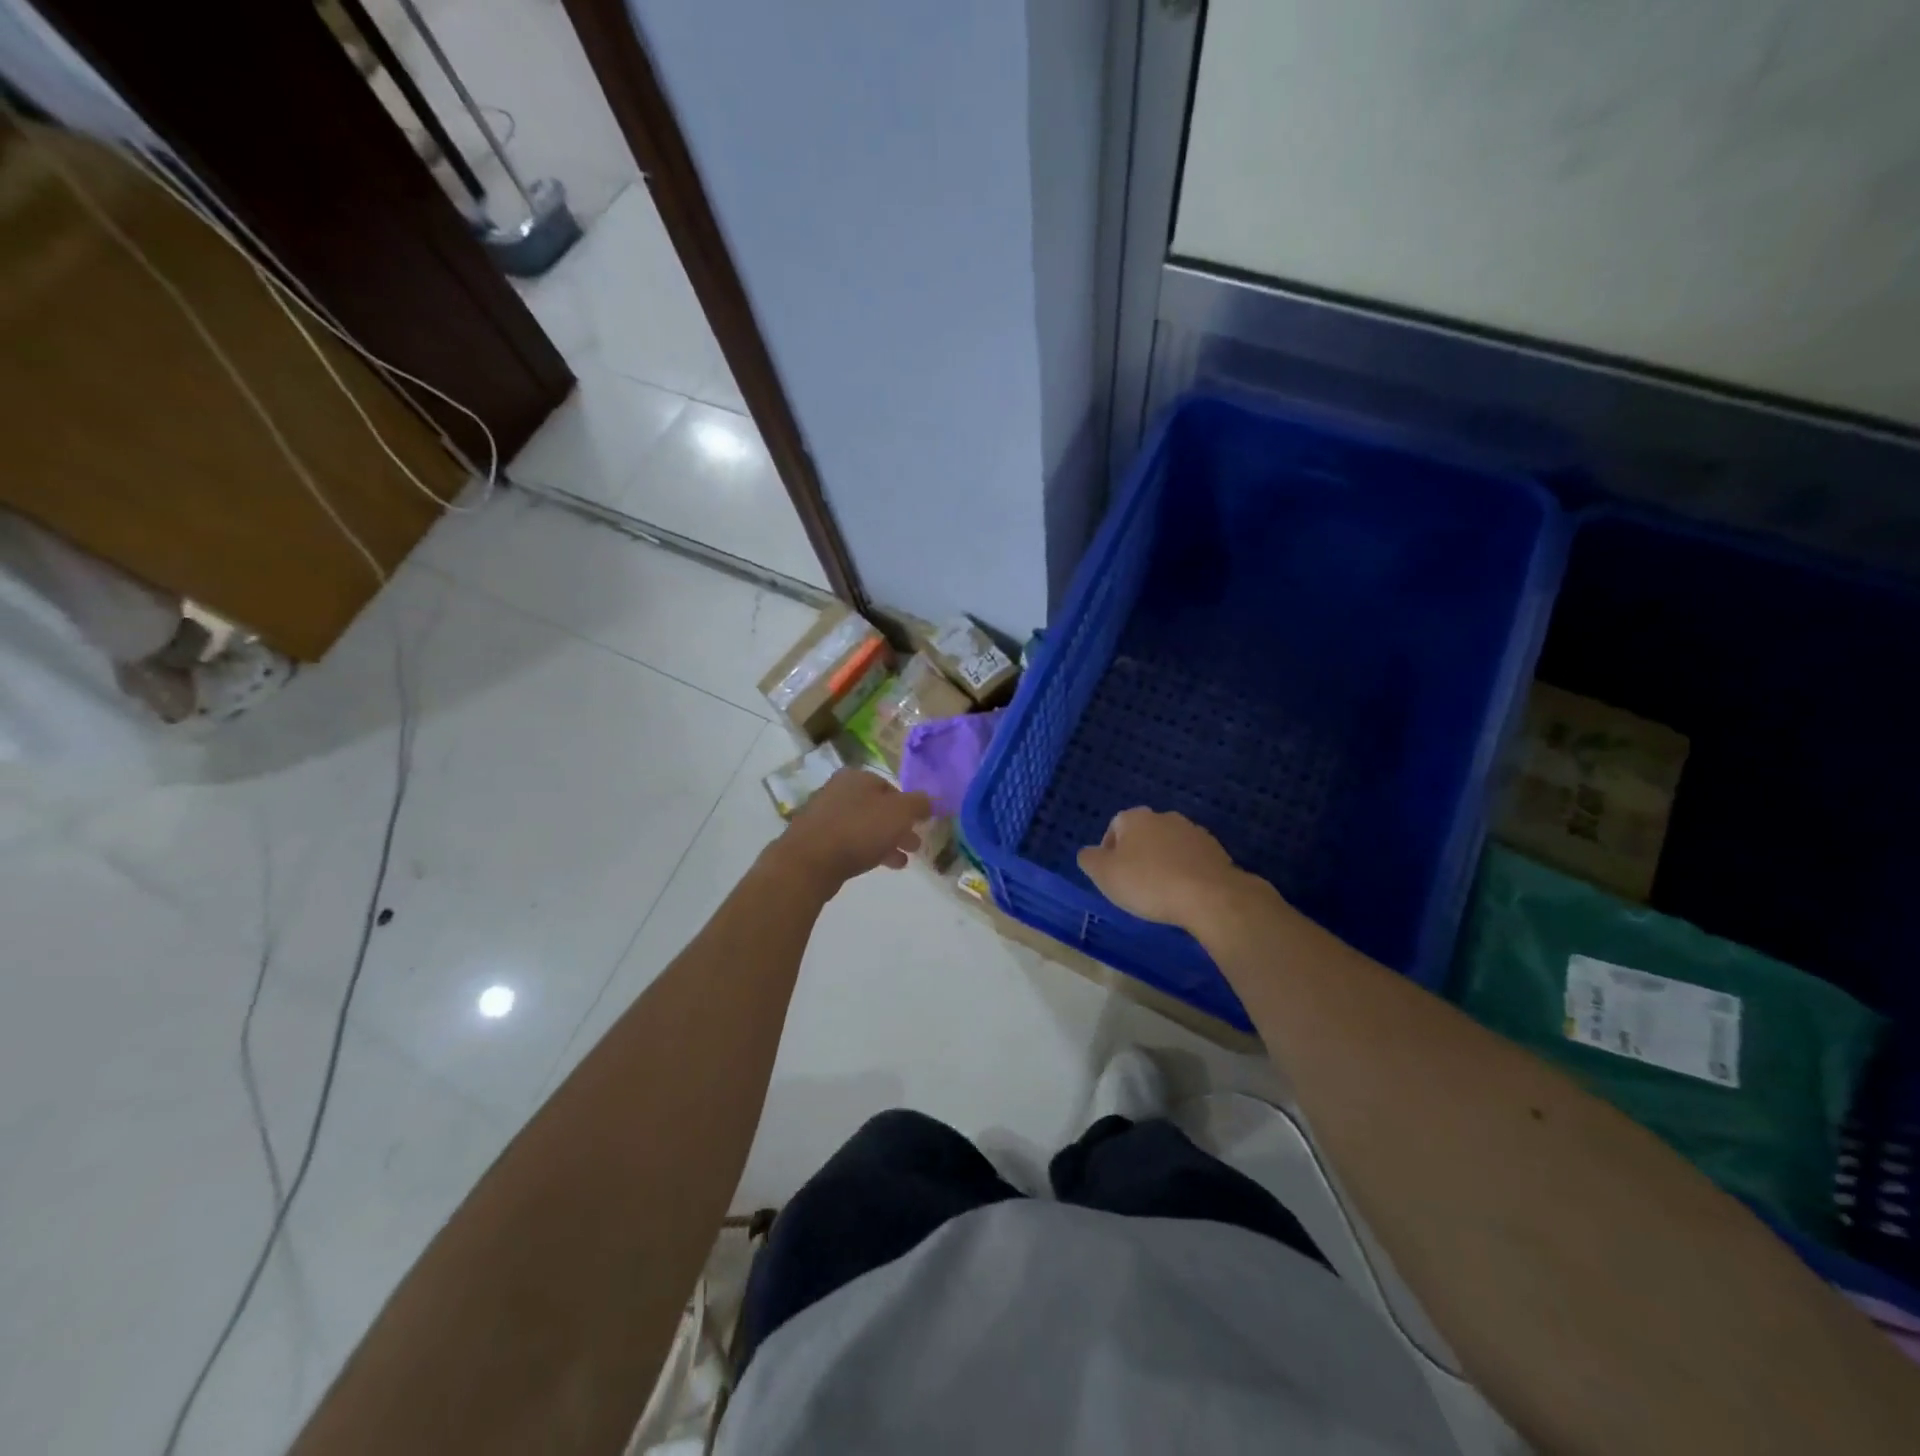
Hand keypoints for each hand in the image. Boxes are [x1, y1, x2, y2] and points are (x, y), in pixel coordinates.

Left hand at [772, 769, 931, 896]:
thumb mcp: (900, 813)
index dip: (908, 805)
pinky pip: (848, 841)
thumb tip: (931, 800)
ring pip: (864, 826)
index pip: (890, 786)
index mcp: (857, 777)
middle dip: (898, 826)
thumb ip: (919, 804)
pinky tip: (877, 865)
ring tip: (902, 861)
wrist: (809, 861)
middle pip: (877, 807)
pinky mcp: (815, 839)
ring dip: (885, 841)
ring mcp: (824, 815)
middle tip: (915, 845)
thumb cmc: (859, 830)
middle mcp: (838, 790)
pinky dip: (866, 850)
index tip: (919, 824)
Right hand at [1077, 808, 1243, 927]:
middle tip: (1134, 883)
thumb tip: (1089, 853)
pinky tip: (1184, 892)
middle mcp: (1164, 817)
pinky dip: (1185, 871)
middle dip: (1137, 854)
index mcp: (1135, 818)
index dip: (1109, 851)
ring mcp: (1193, 832)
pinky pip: (1191, 859)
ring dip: (1162, 862)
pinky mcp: (1216, 850)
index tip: (1112, 875)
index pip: (1114, 826)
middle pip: (1143, 834)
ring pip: (1168, 845)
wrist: (1209, 896)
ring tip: (1161, 890)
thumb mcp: (1104, 874)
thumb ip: (1089, 859)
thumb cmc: (1148, 882)